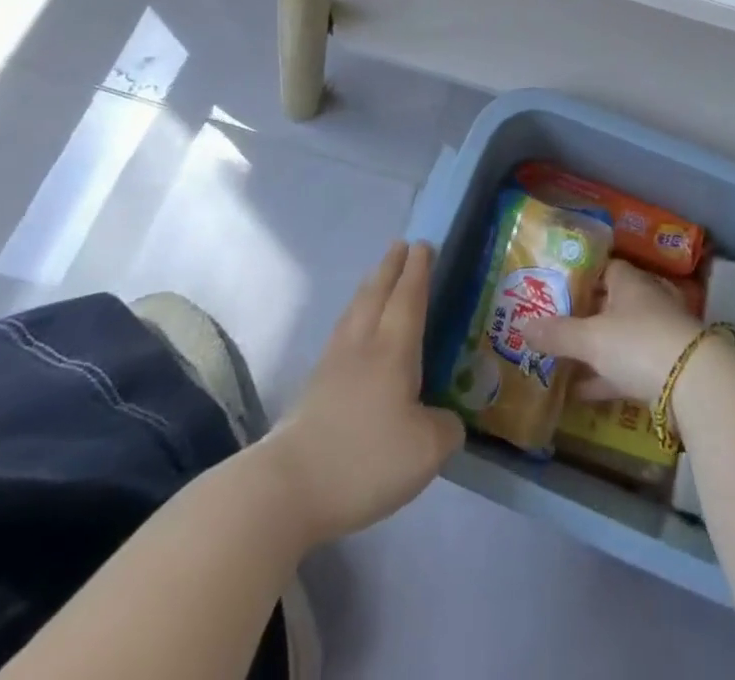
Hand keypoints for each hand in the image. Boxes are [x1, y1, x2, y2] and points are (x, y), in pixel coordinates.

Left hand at [262, 242, 463, 546]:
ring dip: (368, 288)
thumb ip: (446, 428)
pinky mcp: (311, 391)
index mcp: (392, 351)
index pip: (408, 298)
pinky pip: (339, 336)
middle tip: (401, 245)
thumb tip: (448, 421)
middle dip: (390, 268)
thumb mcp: (426, 450)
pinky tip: (350, 331)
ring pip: (353, 313)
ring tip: (375, 276)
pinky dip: (351, 319)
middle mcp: (361, 347)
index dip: (418, 271)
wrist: (286, 489)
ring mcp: (331, 367)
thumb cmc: (364, 460)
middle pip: (376, 295)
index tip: (424, 244)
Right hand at [520, 259, 701, 405]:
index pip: (605, 268)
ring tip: (560, 363)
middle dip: (585, 317)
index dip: (582, 277)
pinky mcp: (664, 368)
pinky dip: (606, 378)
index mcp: (630, 283)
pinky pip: (628, 368)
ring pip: (619, 339)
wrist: (693, 383)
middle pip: (611, 304)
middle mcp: (646, 302)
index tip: (558, 289)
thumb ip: (557, 334)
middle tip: (553, 327)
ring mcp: (658, 335)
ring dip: (594, 351)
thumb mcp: (590, 339)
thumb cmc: (637, 343)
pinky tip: (580, 393)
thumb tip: (522, 326)